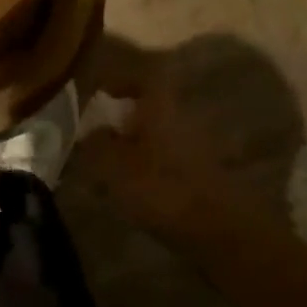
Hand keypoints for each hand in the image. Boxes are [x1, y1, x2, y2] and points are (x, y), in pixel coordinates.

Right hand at [73, 45, 246, 243]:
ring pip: (158, 134)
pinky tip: (132, 187)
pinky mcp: (201, 174)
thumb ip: (96, 144)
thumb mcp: (114, 166)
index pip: (143, 76)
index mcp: (160, 106)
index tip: (99, 89)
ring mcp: (196, 146)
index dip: (120, 78)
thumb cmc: (161, 188)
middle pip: (151, 106)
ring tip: (109, 164)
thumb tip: (88, 130)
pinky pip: (167, 158)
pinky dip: (149, 165)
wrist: (218, 230)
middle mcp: (182, 117)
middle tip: (97, 131)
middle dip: (123, 116)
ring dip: (135, 143)